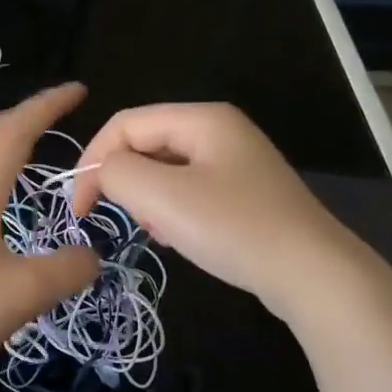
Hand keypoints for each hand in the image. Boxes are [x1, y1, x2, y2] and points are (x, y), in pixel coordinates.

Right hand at [71, 103, 360, 315]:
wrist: (311, 273)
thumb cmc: (233, 228)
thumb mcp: (162, 197)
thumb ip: (117, 173)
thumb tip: (105, 172)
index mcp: (202, 118)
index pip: (125, 124)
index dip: (93, 160)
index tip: (80, 209)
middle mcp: (220, 131)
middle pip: (146, 145)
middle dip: (127, 183)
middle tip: (132, 221)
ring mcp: (236, 163)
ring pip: (166, 173)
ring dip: (150, 202)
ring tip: (161, 233)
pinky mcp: (245, 194)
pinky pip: (190, 193)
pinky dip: (174, 214)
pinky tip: (182, 240)